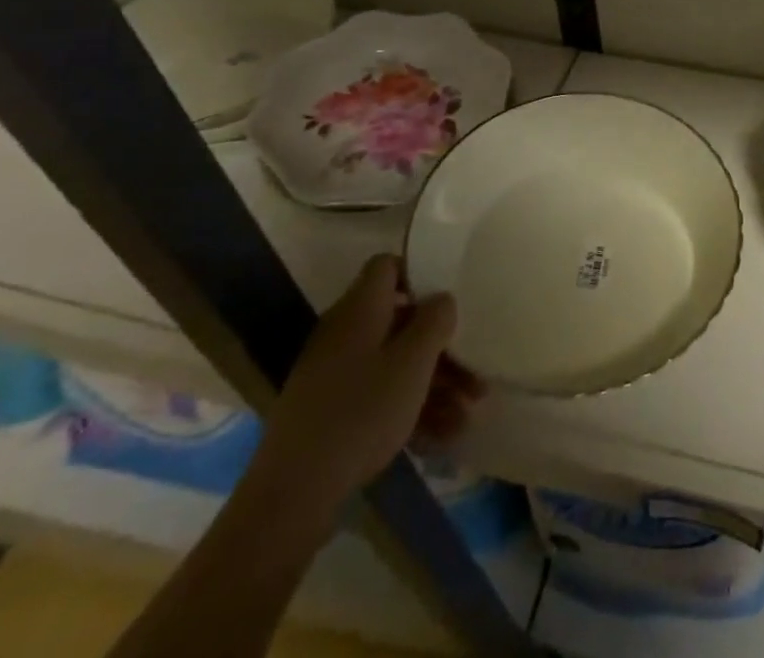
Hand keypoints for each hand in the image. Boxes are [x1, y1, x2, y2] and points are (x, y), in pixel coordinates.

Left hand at [245, 255, 484, 519]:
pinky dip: (410, 410)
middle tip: (473, 375)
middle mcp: (344, 333)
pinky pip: (378, 396)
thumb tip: (441, 298)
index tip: (449, 299)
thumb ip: (435, 320)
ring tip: (466, 418)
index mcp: (360, 309)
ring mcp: (333, 375)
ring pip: (394, 364)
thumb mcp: (412, 362)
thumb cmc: (361, 412)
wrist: (290, 496)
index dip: (419, 274)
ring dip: (433, 385)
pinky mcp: (329, 413)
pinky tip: (440, 439)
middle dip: (441, 347)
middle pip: (400, 322)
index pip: (388, 266)